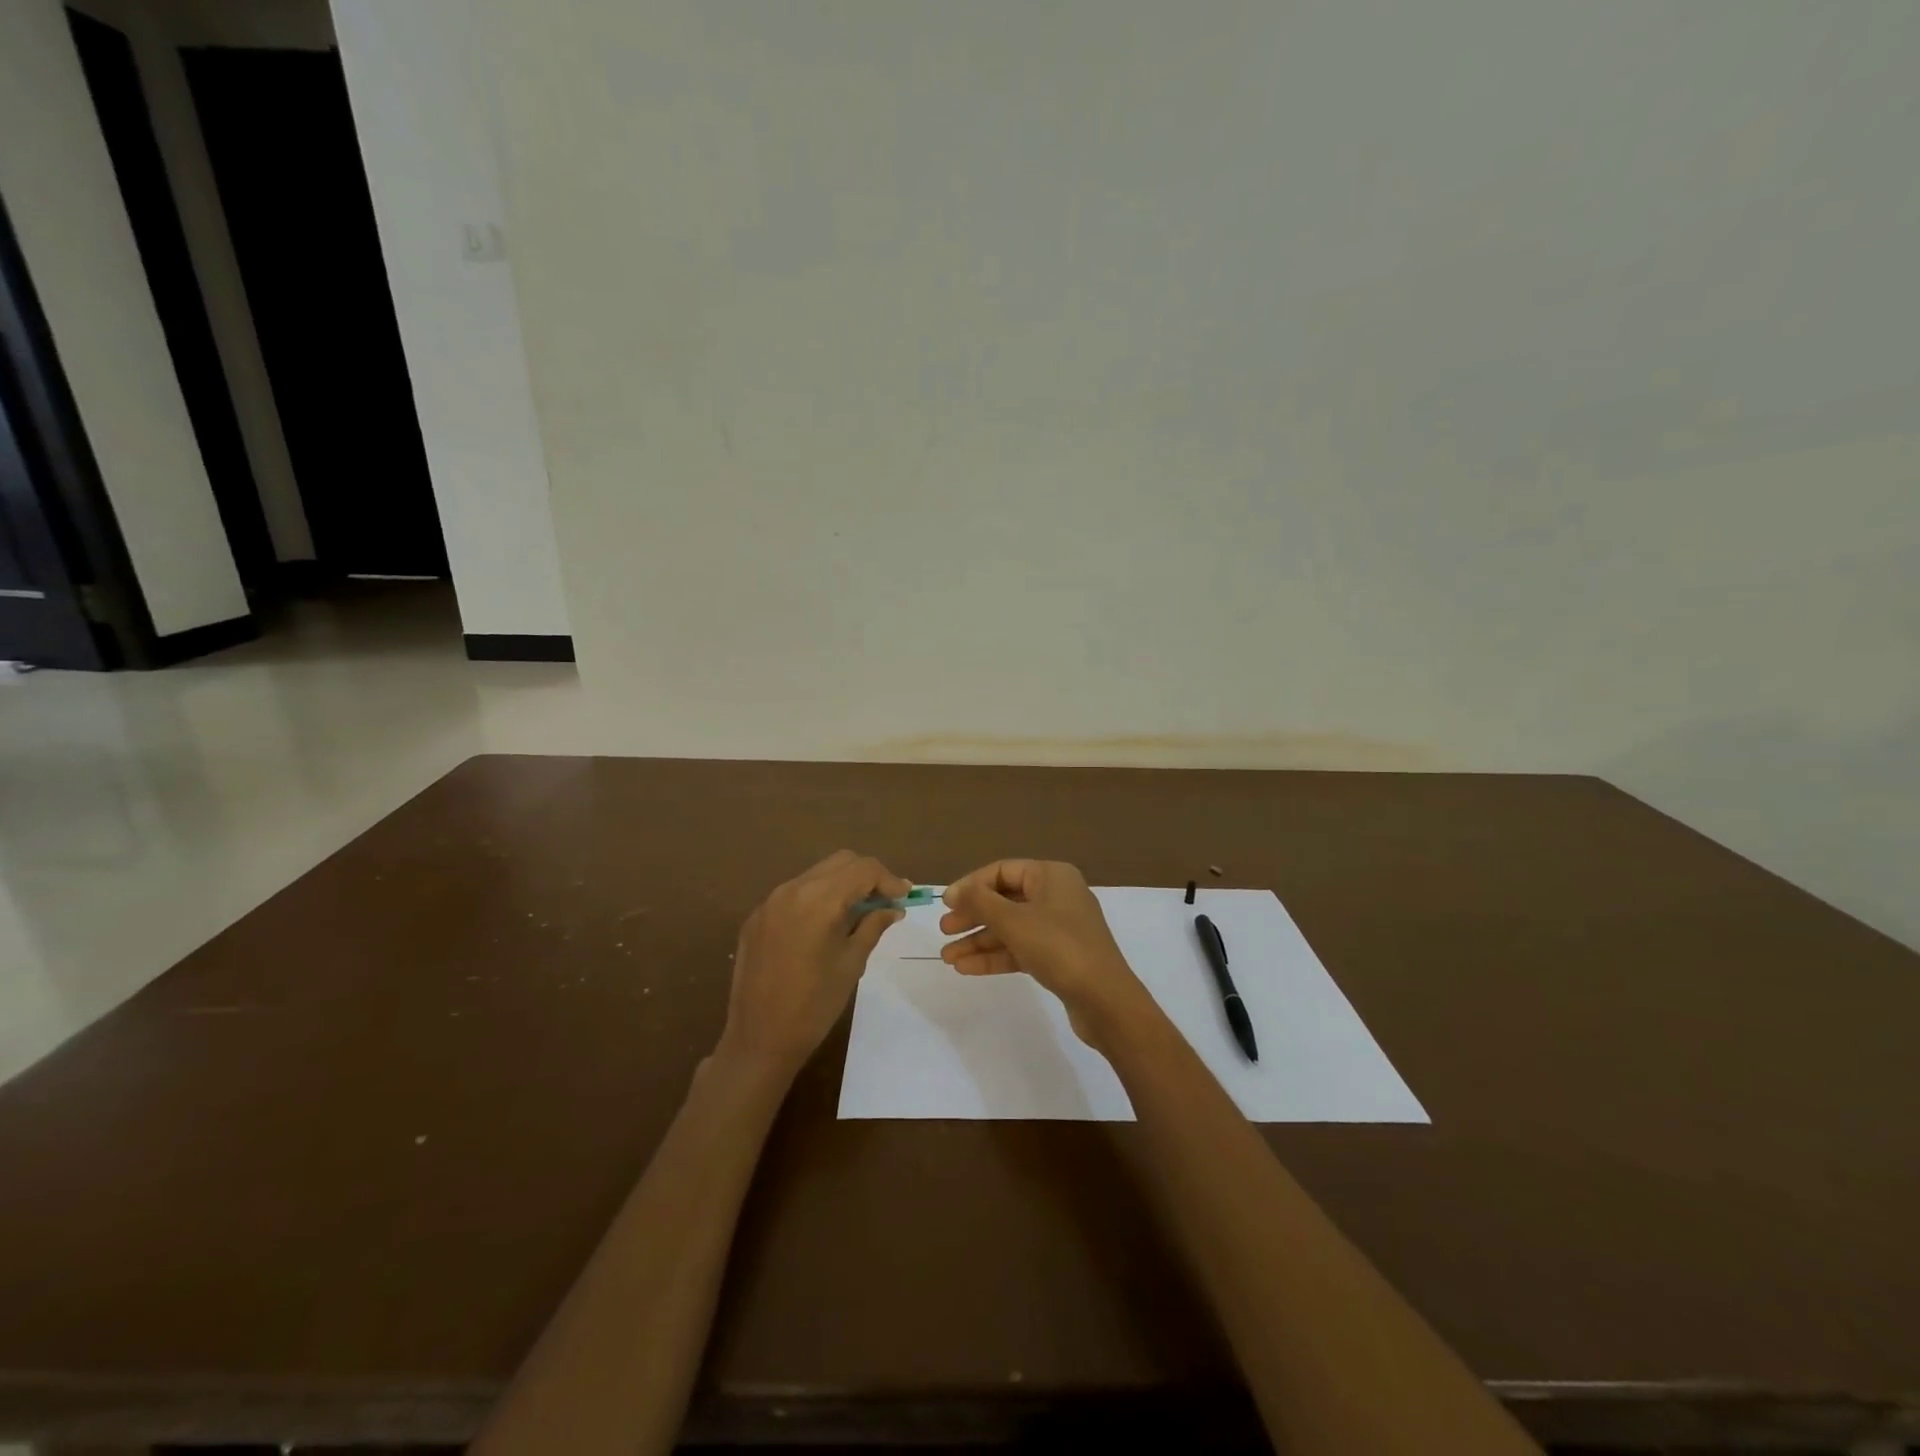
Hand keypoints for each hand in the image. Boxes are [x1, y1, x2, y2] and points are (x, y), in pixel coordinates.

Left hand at [717, 851, 909, 1080]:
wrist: (759, 1039)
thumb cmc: (814, 1005)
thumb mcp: (852, 963)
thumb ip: (873, 926)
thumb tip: (892, 908)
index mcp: (819, 900)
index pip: (863, 869)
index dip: (888, 879)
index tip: (903, 898)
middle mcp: (792, 890)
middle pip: (840, 862)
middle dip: (866, 876)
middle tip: (884, 903)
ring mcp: (770, 902)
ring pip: (816, 874)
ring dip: (841, 885)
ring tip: (857, 914)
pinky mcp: (756, 917)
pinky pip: (794, 893)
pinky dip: (817, 898)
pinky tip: (824, 926)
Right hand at [940, 860, 1145, 1044]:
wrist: (1105, 1000)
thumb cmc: (1058, 947)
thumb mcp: (1013, 921)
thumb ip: (980, 902)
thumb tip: (956, 891)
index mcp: (1051, 876)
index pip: (1002, 871)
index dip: (971, 885)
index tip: (946, 904)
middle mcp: (1057, 896)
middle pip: (1005, 900)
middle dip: (973, 916)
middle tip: (944, 931)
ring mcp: (1059, 928)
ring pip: (1011, 927)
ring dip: (979, 940)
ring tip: (948, 957)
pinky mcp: (1059, 956)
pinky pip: (1021, 948)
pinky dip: (996, 956)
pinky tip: (967, 968)